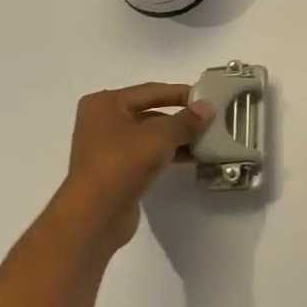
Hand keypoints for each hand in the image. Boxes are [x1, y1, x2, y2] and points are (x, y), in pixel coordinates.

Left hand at [52, 83, 212, 256]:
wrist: (95, 215)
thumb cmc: (123, 163)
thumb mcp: (160, 136)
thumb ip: (186, 120)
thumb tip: (208, 107)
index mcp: (105, 104)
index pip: (150, 91)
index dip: (180, 93)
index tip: (208, 97)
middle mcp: (102, 121)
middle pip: (149, 113)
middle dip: (180, 118)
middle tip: (210, 120)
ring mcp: (107, 148)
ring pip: (149, 136)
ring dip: (176, 138)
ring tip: (206, 140)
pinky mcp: (115, 171)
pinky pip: (146, 155)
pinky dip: (167, 154)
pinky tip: (192, 158)